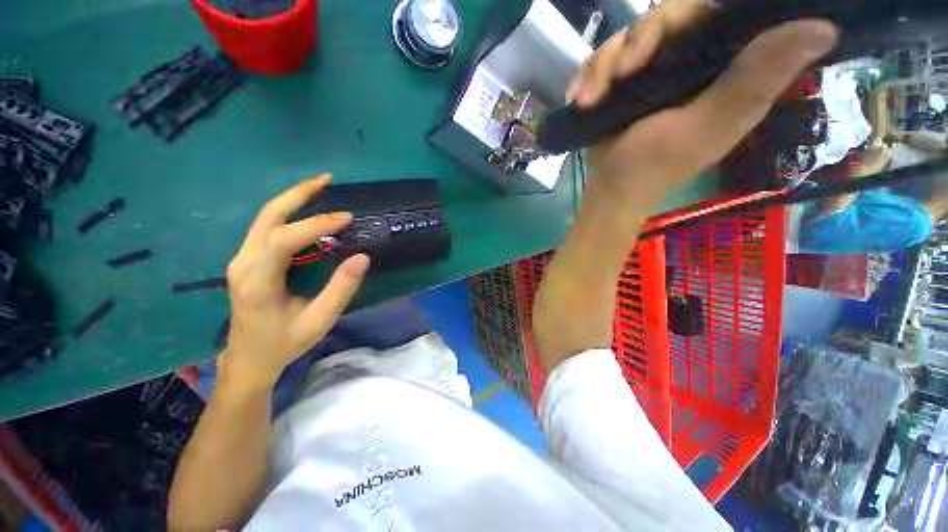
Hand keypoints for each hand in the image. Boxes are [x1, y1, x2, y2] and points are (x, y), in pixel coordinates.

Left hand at [221, 175, 369, 388]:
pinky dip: (284, 213)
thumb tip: (362, 258)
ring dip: (291, 199)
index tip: (346, 218)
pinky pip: (263, 227)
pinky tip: (302, 210)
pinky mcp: (242, 259)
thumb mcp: (315, 325)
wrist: (248, 358)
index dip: (316, 224)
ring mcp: (239, 259)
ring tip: (319, 187)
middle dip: (298, 194)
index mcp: (258, 282)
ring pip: (264, 217)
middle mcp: (243, 263)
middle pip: (268, 215)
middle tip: (328, 179)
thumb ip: (339, 292)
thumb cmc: (281, 345)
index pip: (284, 239)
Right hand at [567, 1, 838, 211]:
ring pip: (635, 29)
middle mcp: (705, 58)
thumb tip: (822, 29)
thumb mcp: (718, 118)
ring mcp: (667, 61)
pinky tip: (586, 96)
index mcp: (735, 68)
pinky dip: (593, 70)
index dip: (696, 11)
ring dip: (607, 61)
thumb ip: (762, 73)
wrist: (612, 186)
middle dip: (638, 41)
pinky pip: (611, 48)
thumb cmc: (662, 160)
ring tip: (594, 96)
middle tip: (625, 73)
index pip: (723, 12)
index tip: (666, 50)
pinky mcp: (637, 67)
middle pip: (671, 13)